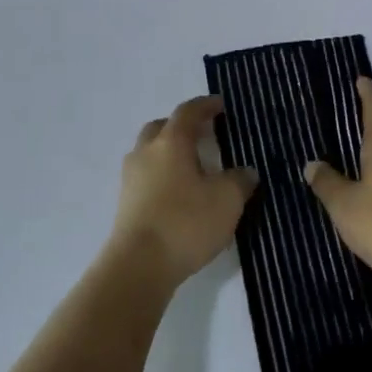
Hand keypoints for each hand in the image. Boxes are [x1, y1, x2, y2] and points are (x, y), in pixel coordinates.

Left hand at [113, 96, 256, 287]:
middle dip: (182, 127)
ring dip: (170, 152)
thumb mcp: (227, 200)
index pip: (188, 112)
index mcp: (170, 142)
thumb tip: (245, 171)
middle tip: (204, 134)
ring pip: (151, 152)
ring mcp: (131, 178)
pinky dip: (163, 175)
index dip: (205, 105)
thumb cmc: (185, 222)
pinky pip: (146, 176)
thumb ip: (240, 180)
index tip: (220, 105)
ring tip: (193, 166)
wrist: (138, 266)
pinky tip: (179, 194)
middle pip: (162, 128)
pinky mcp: (125, 203)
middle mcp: (146, 152)